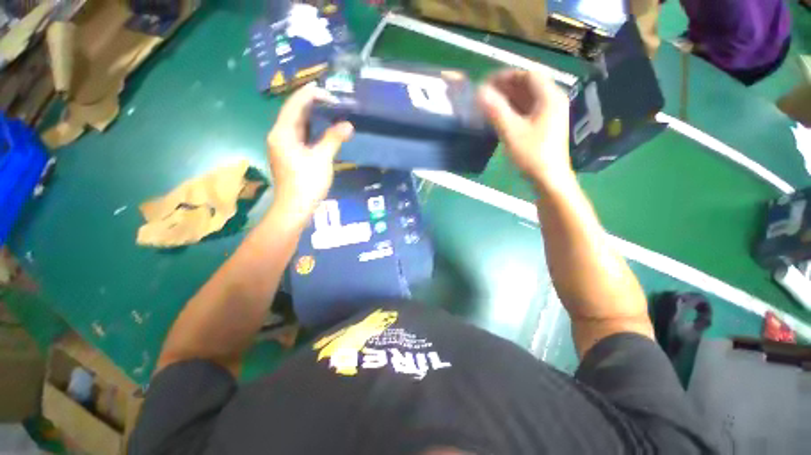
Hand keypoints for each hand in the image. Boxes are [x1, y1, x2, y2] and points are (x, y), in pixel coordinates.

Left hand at [266, 84, 352, 219]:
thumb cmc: (307, 183)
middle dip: (312, 105)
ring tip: (330, 112)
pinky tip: (323, 131)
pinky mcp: (289, 156)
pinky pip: (300, 137)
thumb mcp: (322, 159)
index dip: (309, 95)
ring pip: (297, 126)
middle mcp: (279, 136)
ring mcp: (282, 147)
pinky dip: (311, 131)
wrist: (295, 208)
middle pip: (294, 114)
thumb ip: (334, 139)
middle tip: (332, 101)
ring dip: (312, 118)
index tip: (327, 91)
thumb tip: (348, 125)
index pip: (294, 105)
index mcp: (282, 133)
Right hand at [478, 70, 573, 189]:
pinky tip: (500, 117)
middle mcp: (552, 101)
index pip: (528, 75)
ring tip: (489, 105)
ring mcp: (549, 115)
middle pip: (528, 86)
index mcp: (549, 97)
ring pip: (527, 99)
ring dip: (508, 99)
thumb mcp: (511, 131)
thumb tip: (479, 92)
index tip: (487, 83)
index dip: (507, 76)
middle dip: (506, 87)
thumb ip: (496, 110)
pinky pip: (527, 111)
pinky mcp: (544, 127)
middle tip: (485, 95)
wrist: (548, 179)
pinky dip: (513, 110)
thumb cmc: (532, 154)